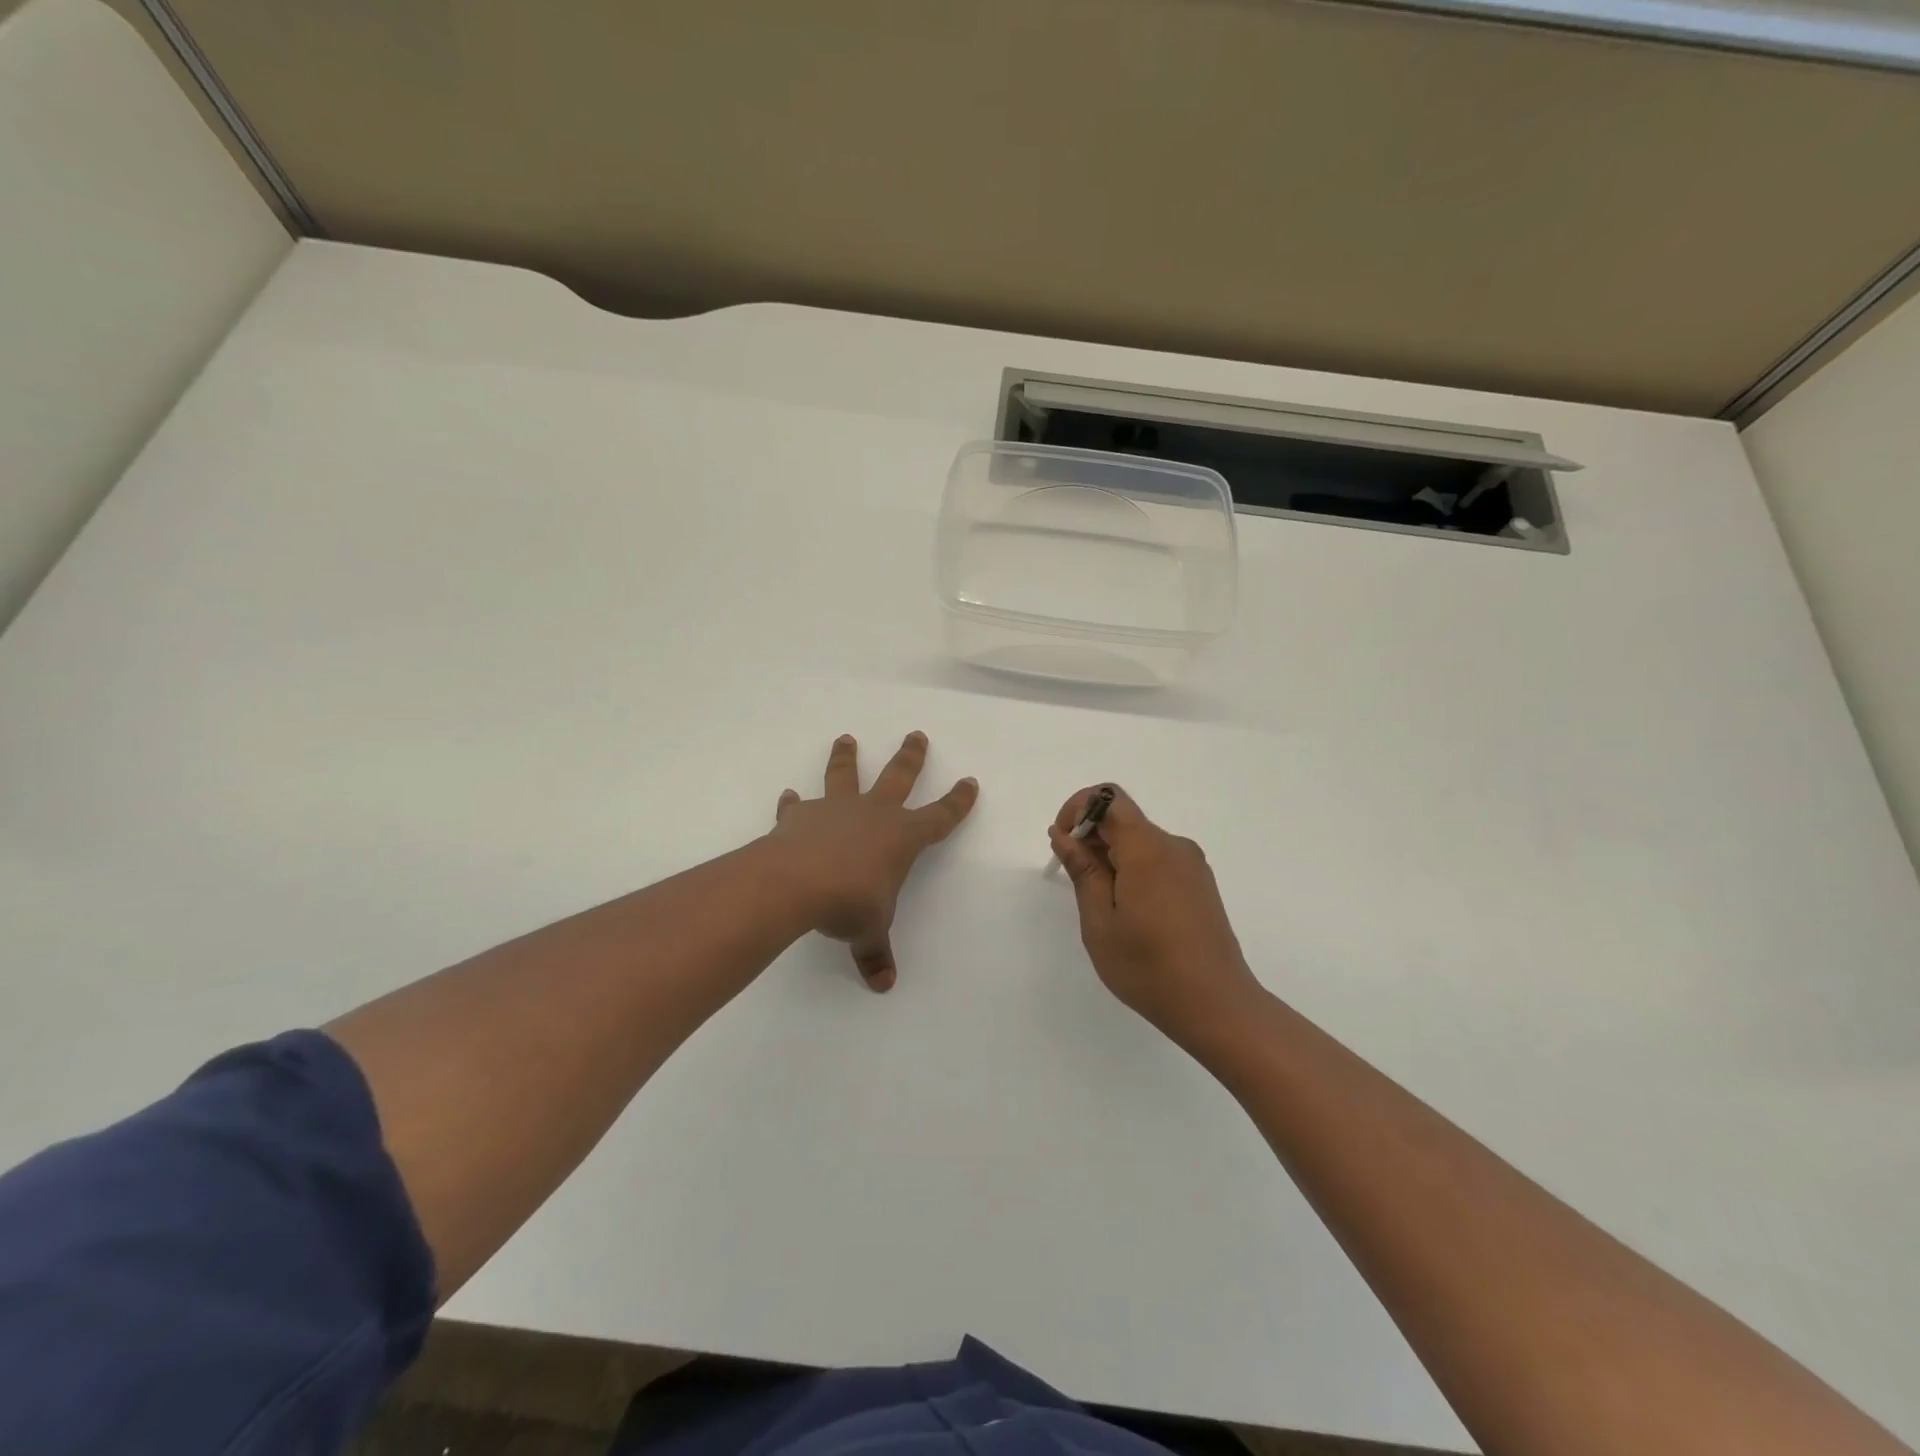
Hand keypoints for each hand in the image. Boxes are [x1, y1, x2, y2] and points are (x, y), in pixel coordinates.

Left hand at [769, 733, 977, 991]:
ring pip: (846, 775)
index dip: (958, 801)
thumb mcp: (869, 931)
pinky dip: (794, 803)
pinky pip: (799, 806)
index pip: (940, 817)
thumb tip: (883, 984)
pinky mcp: (801, 816)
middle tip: (916, 734)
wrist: (796, 883)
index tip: (970, 782)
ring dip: (847, 757)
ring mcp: (837, 809)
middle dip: (911, 757)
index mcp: (902, 837)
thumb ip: (876, 953)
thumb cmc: (849, 903)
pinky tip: (789, 797)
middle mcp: (874, 814)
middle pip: (899, 777)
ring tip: (845, 738)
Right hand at [1049, 786, 1264, 1045]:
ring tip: (1101, 905)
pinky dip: (1134, 870)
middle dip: (1091, 837)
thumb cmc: (1148, 967)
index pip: (1109, 798)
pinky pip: (1159, 860)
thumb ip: (1082, 870)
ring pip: (1140, 842)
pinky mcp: (1200, 884)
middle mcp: (1173, 846)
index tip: (1062, 842)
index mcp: (1147, 848)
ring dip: (1111, 857)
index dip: (1078, 808)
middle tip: (1074, 881)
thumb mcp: (1100, 921)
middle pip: (1124, 819)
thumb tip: (1064, 835)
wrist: (1217, 1005)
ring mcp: (1192, 865)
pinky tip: (1130, 912)